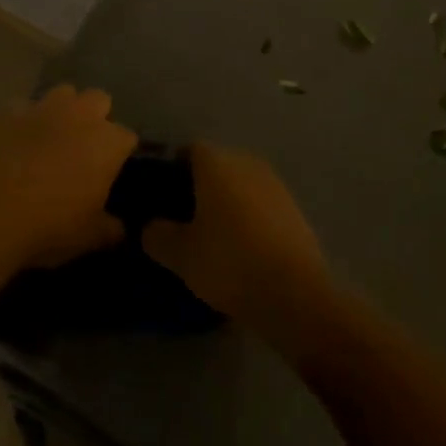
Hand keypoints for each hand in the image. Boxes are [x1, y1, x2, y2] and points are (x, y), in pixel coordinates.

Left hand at [0, 84, 136, 268]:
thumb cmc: (49, 226)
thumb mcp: (88, 237)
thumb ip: (109, 229)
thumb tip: (119, 228)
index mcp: (107, 143)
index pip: (127, 137)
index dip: (121, 152)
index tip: (114, 169)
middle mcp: (80, 115)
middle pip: (99, 99)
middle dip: (97, 116)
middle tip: (86, 145)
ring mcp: (43, 108)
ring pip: (64, 92)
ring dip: (64, 109)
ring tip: (54, 134)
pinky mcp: (9, 112)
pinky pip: (25, 106)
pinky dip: (26, 119)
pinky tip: (19, 139)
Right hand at [143, 142, 330, 346]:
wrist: (295, 294)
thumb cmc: (228, 262)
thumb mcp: (179, 255)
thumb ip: (157, 235)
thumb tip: (149, 227)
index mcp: (216, 163)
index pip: (189, 150)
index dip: (174, 169)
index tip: (163, 195)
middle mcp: (246, 164)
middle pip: (218, 165)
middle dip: (201, 186)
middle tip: (185, 218)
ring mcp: (275, 186)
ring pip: (242, 186)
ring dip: (229, 203)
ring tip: (214, 236)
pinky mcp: (296, 211)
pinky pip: (263, 206)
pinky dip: (251, 220)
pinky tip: (244, 249)